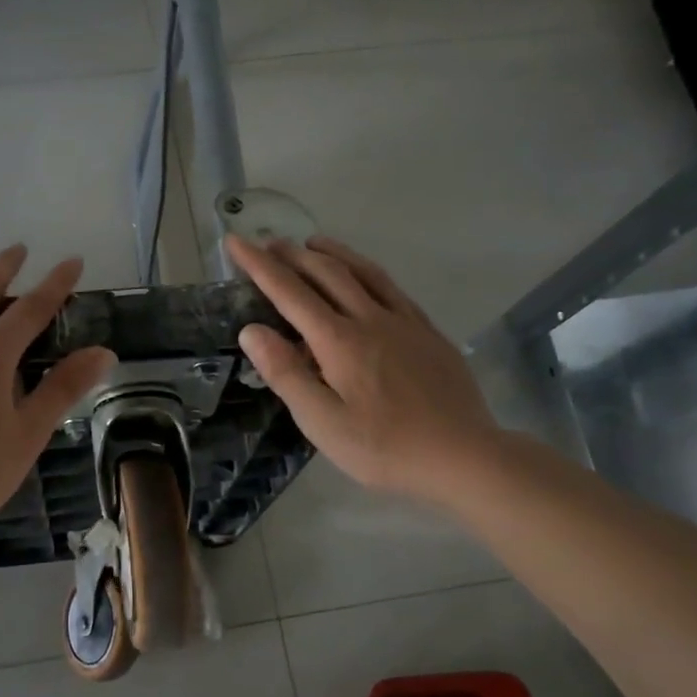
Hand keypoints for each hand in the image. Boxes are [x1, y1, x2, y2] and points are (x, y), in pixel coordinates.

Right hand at [227, 234, 500, 502]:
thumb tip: (251, 330)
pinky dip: (368, 271)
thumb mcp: (322, 422)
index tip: (235, 241)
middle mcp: (370, 319)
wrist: (462, 455)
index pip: (289, 292)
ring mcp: (405, 322)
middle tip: (268, 241)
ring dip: (333, 253)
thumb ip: (286, 373)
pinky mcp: (428, 333)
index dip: (259, 265)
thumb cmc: (383, 447)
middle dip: (292, 255)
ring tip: (312, 243)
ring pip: (363, 272)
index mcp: (338, 341)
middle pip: (326, 273)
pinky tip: (366, 277)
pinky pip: (392, 287)